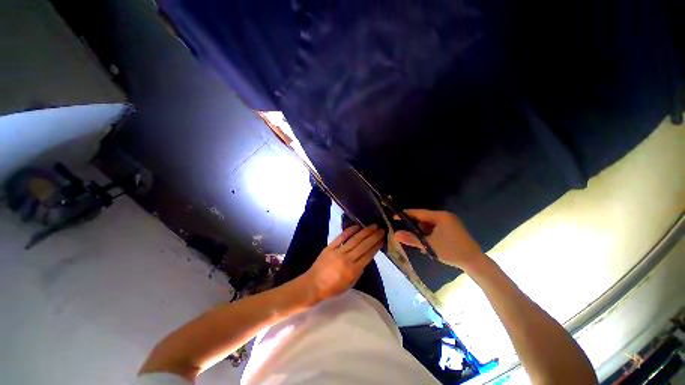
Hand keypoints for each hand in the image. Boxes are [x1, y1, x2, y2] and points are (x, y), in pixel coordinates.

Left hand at [301, 224, 384, 302]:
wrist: (313, 284)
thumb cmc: (332, 288)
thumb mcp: (350, 283)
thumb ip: (359, 270)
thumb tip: (365, 258)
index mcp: (353, 270)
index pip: (368, 255)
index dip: (376, 246)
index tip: (383, 239)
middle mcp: (347, 259)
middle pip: (364, 245)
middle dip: (374, 236)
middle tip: (382, 229)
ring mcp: (338, 251)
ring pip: (355, 239)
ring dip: (365, 232)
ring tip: (373, 226)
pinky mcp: (330, 246)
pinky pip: (341, 237)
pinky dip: (349, 230)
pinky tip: (357, 226)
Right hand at [393, 209, 481, 267]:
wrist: (475, 262)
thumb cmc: (451, 251)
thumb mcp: (429, 245)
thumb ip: (411, 239)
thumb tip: (395, 235)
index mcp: (440, 216)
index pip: (418, 212)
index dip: (406, 214)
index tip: (394, 216)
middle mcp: (445, 216)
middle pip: (423, 219)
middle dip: (414, 227)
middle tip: (406, 235)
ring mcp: (449, 223)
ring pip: (429, 225)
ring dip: (422, 233)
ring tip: (419, 243)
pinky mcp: (451, 229)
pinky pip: (435, 229)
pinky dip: (429, 235)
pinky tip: (427, 245)